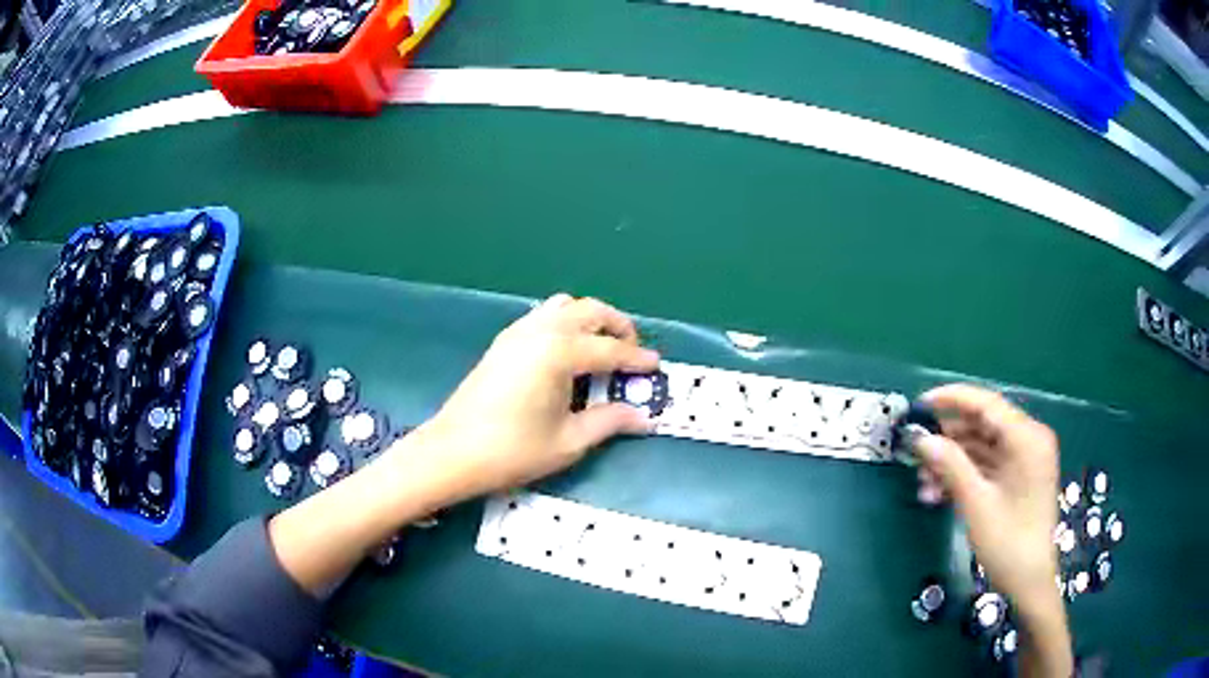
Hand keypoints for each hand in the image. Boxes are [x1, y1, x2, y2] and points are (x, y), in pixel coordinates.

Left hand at [414, 293, 659, 500]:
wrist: (453, 452)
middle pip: (590, 311)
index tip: (657, 366)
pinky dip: (565, 324)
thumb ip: (609, 422)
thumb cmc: (513, 450)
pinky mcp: (504, 341)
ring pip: (564, 307)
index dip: (637, 359)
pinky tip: (567, 355)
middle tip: (632, 353)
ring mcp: (518, 332)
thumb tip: (644, 418)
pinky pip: (543, 317)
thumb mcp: (569, 441)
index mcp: (559, 352)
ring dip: (589, 320)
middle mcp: (541, 331)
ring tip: (601, 349)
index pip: (610, 349)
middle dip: (617, 326)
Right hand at [911, 384, 1060, 612]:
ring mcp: (1025, 460)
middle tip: (916, 452)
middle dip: (948, 439)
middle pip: (983, 425)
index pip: (987, 403)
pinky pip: (987, 465)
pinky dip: (964, 475)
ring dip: (952, 462)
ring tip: (923, 482)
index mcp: (1027, 438)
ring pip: (982, 447)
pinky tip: (939, 493)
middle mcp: (1029, 440)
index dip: (951, 400)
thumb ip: (950, 465)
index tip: (919, 405)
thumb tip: (921, 439)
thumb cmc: (1007, 542)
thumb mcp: (976, 503)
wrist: (1028, 582)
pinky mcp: (1018, 478)